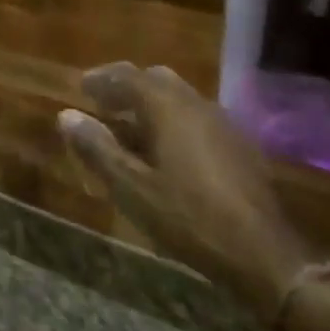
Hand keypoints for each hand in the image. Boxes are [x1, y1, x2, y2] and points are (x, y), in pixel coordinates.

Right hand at [58, 64, 309, 321]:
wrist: (262, 254)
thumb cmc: (188, 217)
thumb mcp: (131, 187)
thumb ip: (97, 148)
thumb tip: (67, 115)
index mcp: (168, 107)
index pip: (128, 76)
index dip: (101, 79)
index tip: (81, 87)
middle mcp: (197, 104)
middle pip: (156, 80)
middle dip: (128, 87)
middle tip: (104, 105)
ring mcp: (223, 124)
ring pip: (180, 99)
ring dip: (151, 105)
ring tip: (130, 130)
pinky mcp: (240, 147)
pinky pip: (197, 119)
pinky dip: (173, 122)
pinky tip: (167, 152)